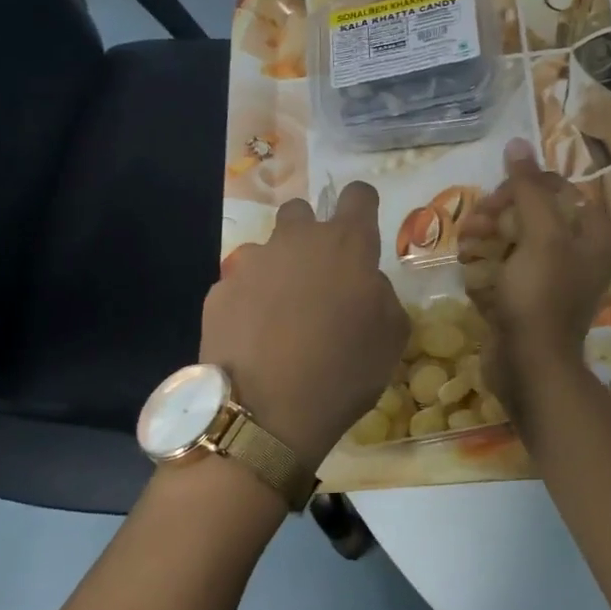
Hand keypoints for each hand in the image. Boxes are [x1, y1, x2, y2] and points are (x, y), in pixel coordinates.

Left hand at [202, 182, 408, 468]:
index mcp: (346, 244)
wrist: (264, 414)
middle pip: (302, 211)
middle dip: (311, 234)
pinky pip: (241, 285)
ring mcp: (251, 263)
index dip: (363, 205)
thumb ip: (382, 294)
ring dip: (278, 271)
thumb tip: (364, 283)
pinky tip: (254, 339)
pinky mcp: (218, 291)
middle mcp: (296, 241)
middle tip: (319, 277)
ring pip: (268, 251)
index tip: (362, 228)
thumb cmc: (343, 372)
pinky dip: (250, 302)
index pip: (358, 195)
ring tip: (281, 318)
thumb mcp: (392, 337)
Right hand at [456, 143, 610, 413]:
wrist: (528, 367)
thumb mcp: (539, 236)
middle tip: (473, 228)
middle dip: (498, 216)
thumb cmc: (540, 297)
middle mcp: (582, 250)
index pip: (556, 188)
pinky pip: (506, 264)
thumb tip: (518, 143)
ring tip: (466, 250)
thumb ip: (528, 188)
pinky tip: (471, 270)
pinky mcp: (531, 294)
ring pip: (515, 237)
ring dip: (486, 238)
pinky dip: (487, 263)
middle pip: (532, 212)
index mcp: (597, 233)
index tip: (493, 203)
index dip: (520, 189)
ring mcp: (555, 275)